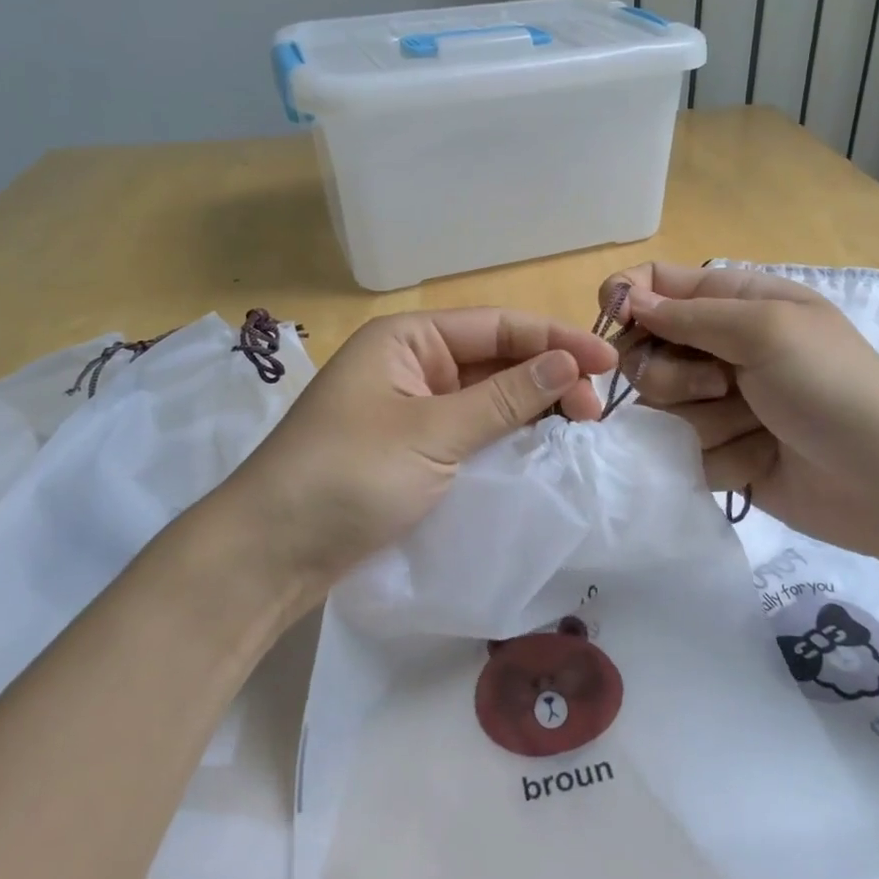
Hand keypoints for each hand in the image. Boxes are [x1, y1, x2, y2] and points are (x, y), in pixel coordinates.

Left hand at [222, 309, 618, 600]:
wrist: (271, 552)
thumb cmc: (349, 474)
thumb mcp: (433, 433)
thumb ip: (505, 398)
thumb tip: (570, 365)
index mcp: (409, 339)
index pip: (496, 326)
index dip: (555, 340)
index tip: (608, 361)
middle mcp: (412, 364)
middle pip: (495, 358)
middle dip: (548, 375)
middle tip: (596, 410)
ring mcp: (412, 407)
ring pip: (487, 395)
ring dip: (532, 406)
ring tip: (580, 425)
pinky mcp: (412, 449)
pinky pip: (471, 429)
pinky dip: (507, 434)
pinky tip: (540, 445)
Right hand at [603, 263, 878, 566]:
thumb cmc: (833, 387)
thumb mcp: (766, 329)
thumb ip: (690, 314)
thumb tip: (626, 299)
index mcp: (734, 302)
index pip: (657, 284)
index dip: (627, 297)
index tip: (616, 321)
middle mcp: (719, 349)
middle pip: (645, 351)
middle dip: (672, 374)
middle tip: (719, 386)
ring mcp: (718, 404)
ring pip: (659, 407)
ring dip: (703, 420)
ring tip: (754, 427)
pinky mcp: (719, 452)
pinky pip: (681, 452)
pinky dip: (720, 458)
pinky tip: (760, 461)